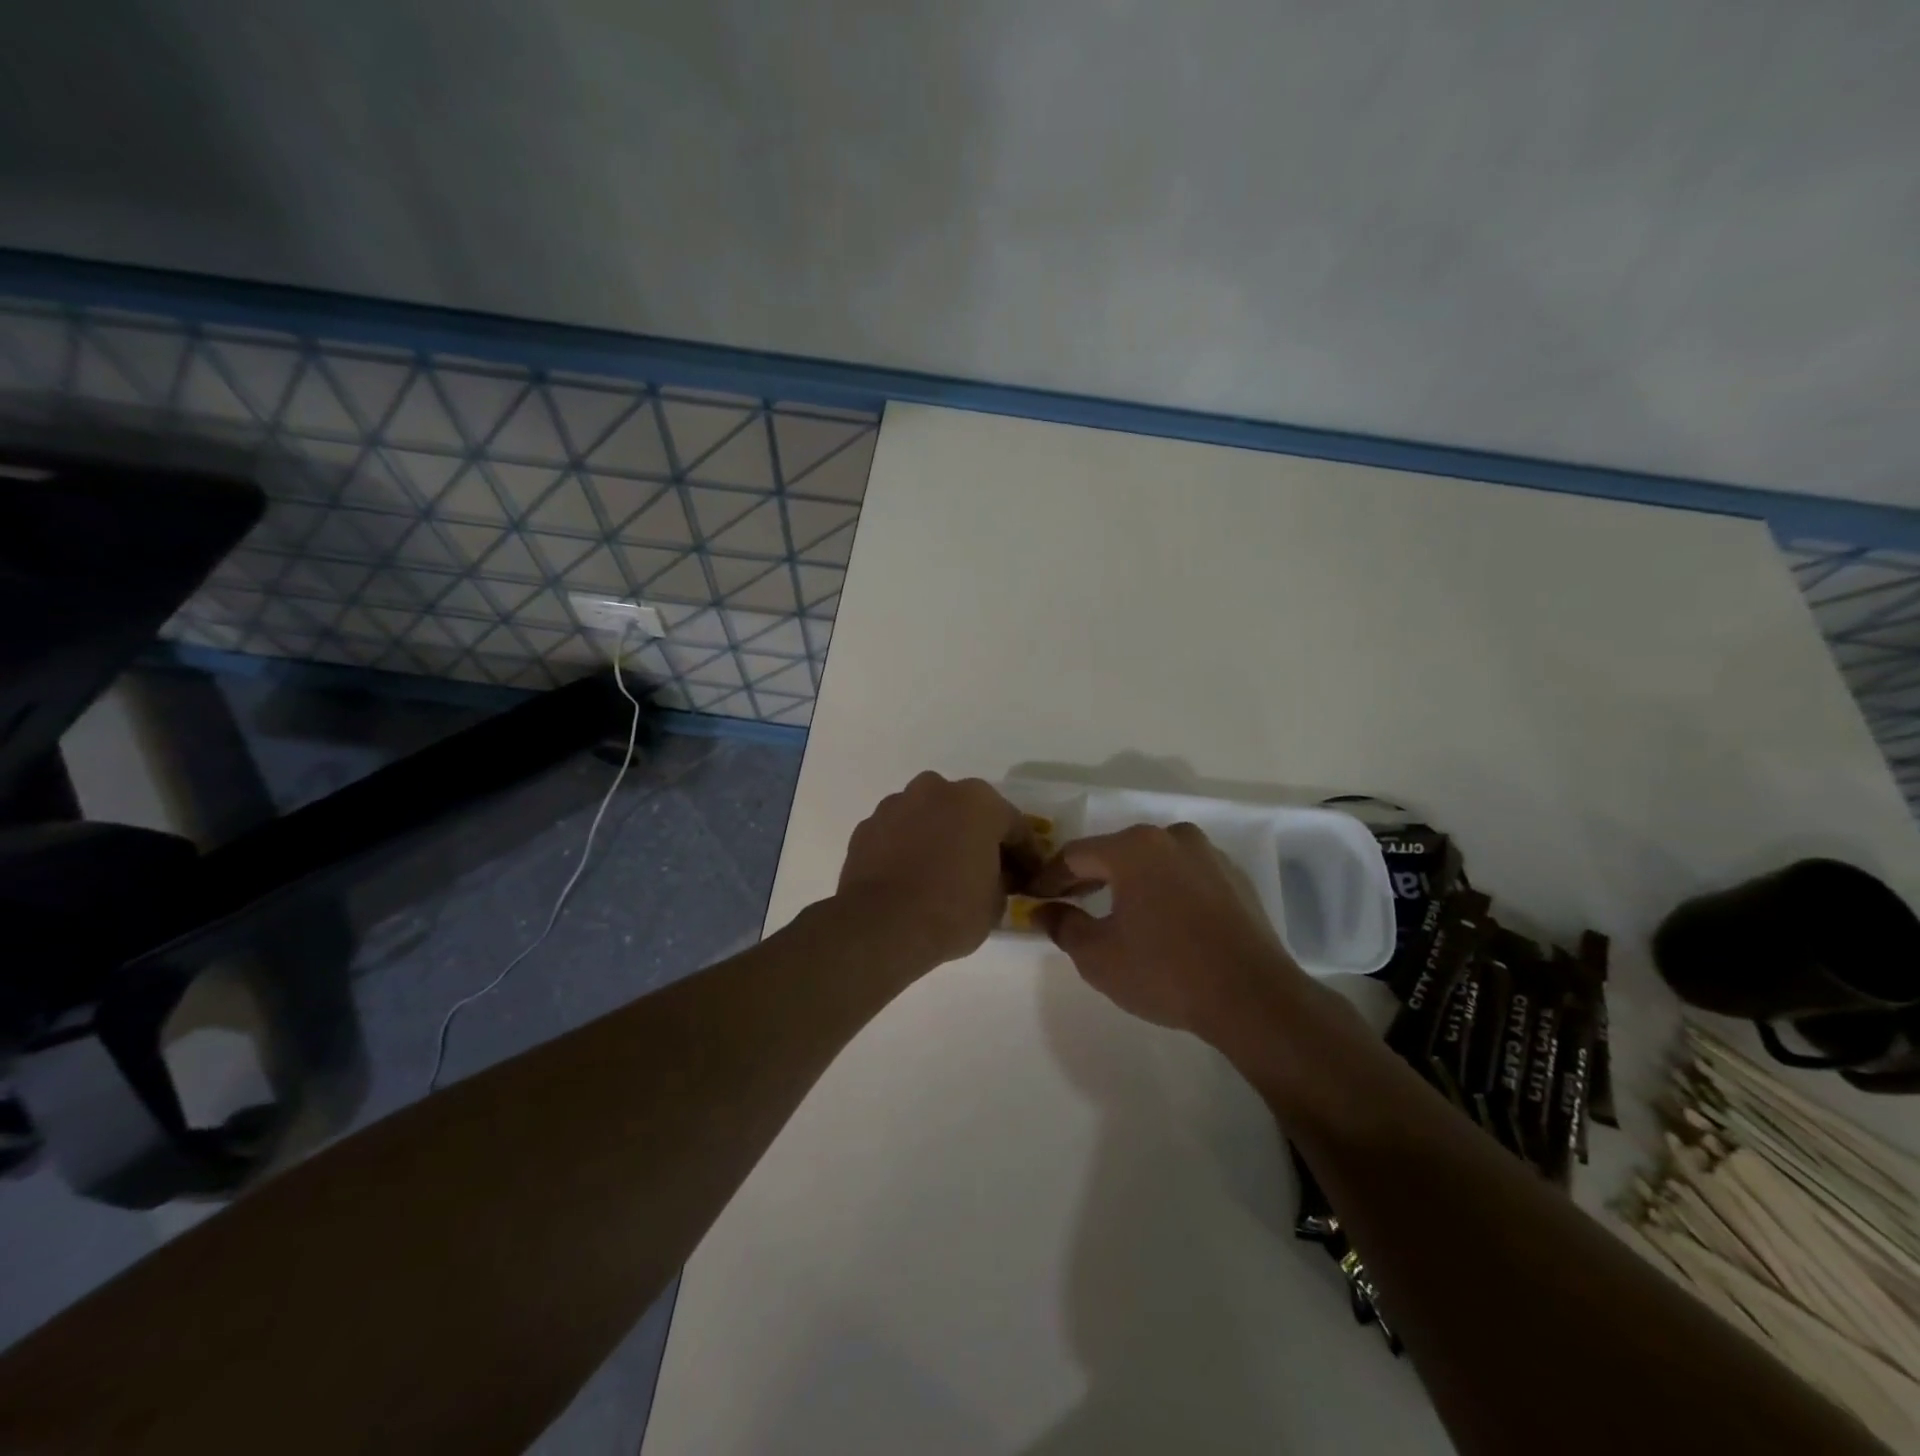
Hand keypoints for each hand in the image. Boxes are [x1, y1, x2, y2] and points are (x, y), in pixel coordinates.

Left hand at [836, 772, 1040, 968]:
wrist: (880, 927)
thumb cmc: (951, 910)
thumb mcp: (996, 903)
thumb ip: (1001, 879)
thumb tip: (995, 876)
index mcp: (978, 801)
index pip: (1014, 826)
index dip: (1025, 854)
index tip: (1028, 877)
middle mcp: (936, 790)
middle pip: (967, 812)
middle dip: (977, 837)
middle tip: (984, 870)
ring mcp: (896, 804)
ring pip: (928, 818)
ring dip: (938, 837)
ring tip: (940, 874)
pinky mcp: (866, 826)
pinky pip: (898, 834)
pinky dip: (907, 849)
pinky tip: (910, 878)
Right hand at [1033, 823, 1308, 1041]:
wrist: (1253, 998)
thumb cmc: (1165, 972)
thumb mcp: (1098, 956)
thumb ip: (1062, 925)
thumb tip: (1043, 909)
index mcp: (1134, 848)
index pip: (1075, 855)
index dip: (1048, 877)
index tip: (1032, 897)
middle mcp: (1171, 837)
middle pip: (1115, 852)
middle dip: (1087, 877)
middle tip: (1066, 902)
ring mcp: (1208, 854)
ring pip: (1151, 861)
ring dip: (1127, 881)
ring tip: (1112, 911)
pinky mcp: (1233, 878)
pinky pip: (1183, 875)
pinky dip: (1162, 889)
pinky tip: (1159, 920)